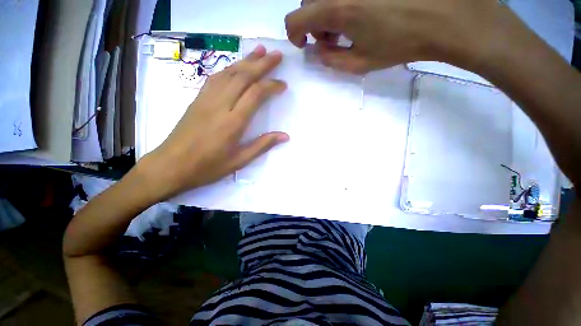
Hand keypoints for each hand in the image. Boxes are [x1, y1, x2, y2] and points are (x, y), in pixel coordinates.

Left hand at [138, 45, 288, 201]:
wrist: (171, 165)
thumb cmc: (208, 167)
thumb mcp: (240, 161)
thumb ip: (263, 145)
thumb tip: (285, 136)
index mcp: (233, 122)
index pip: (256, 94)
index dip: (271, 85)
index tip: (283, 84)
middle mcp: (220, 105)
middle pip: (243, 76)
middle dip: (262, 64)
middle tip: (277, 55)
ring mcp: (206, 99)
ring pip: (229, 73)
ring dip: (245, 60)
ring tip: (259, 51)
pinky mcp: (197, 99)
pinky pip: (215, 78)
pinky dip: (229, 68)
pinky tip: (235, 66)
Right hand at [286, 0, 508, 73]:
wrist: (446, 15)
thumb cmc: (401, 43)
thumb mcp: (360, 63)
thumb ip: (331, 60)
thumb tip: (319, 51)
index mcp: (336, 9)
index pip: (295, 19)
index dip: (294, 35)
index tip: (305, 44)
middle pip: (308, 2)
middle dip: (313, 24)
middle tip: (331, 37)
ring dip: (327, 10)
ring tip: (348, 24)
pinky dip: (343, 1)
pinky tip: (361, 9)